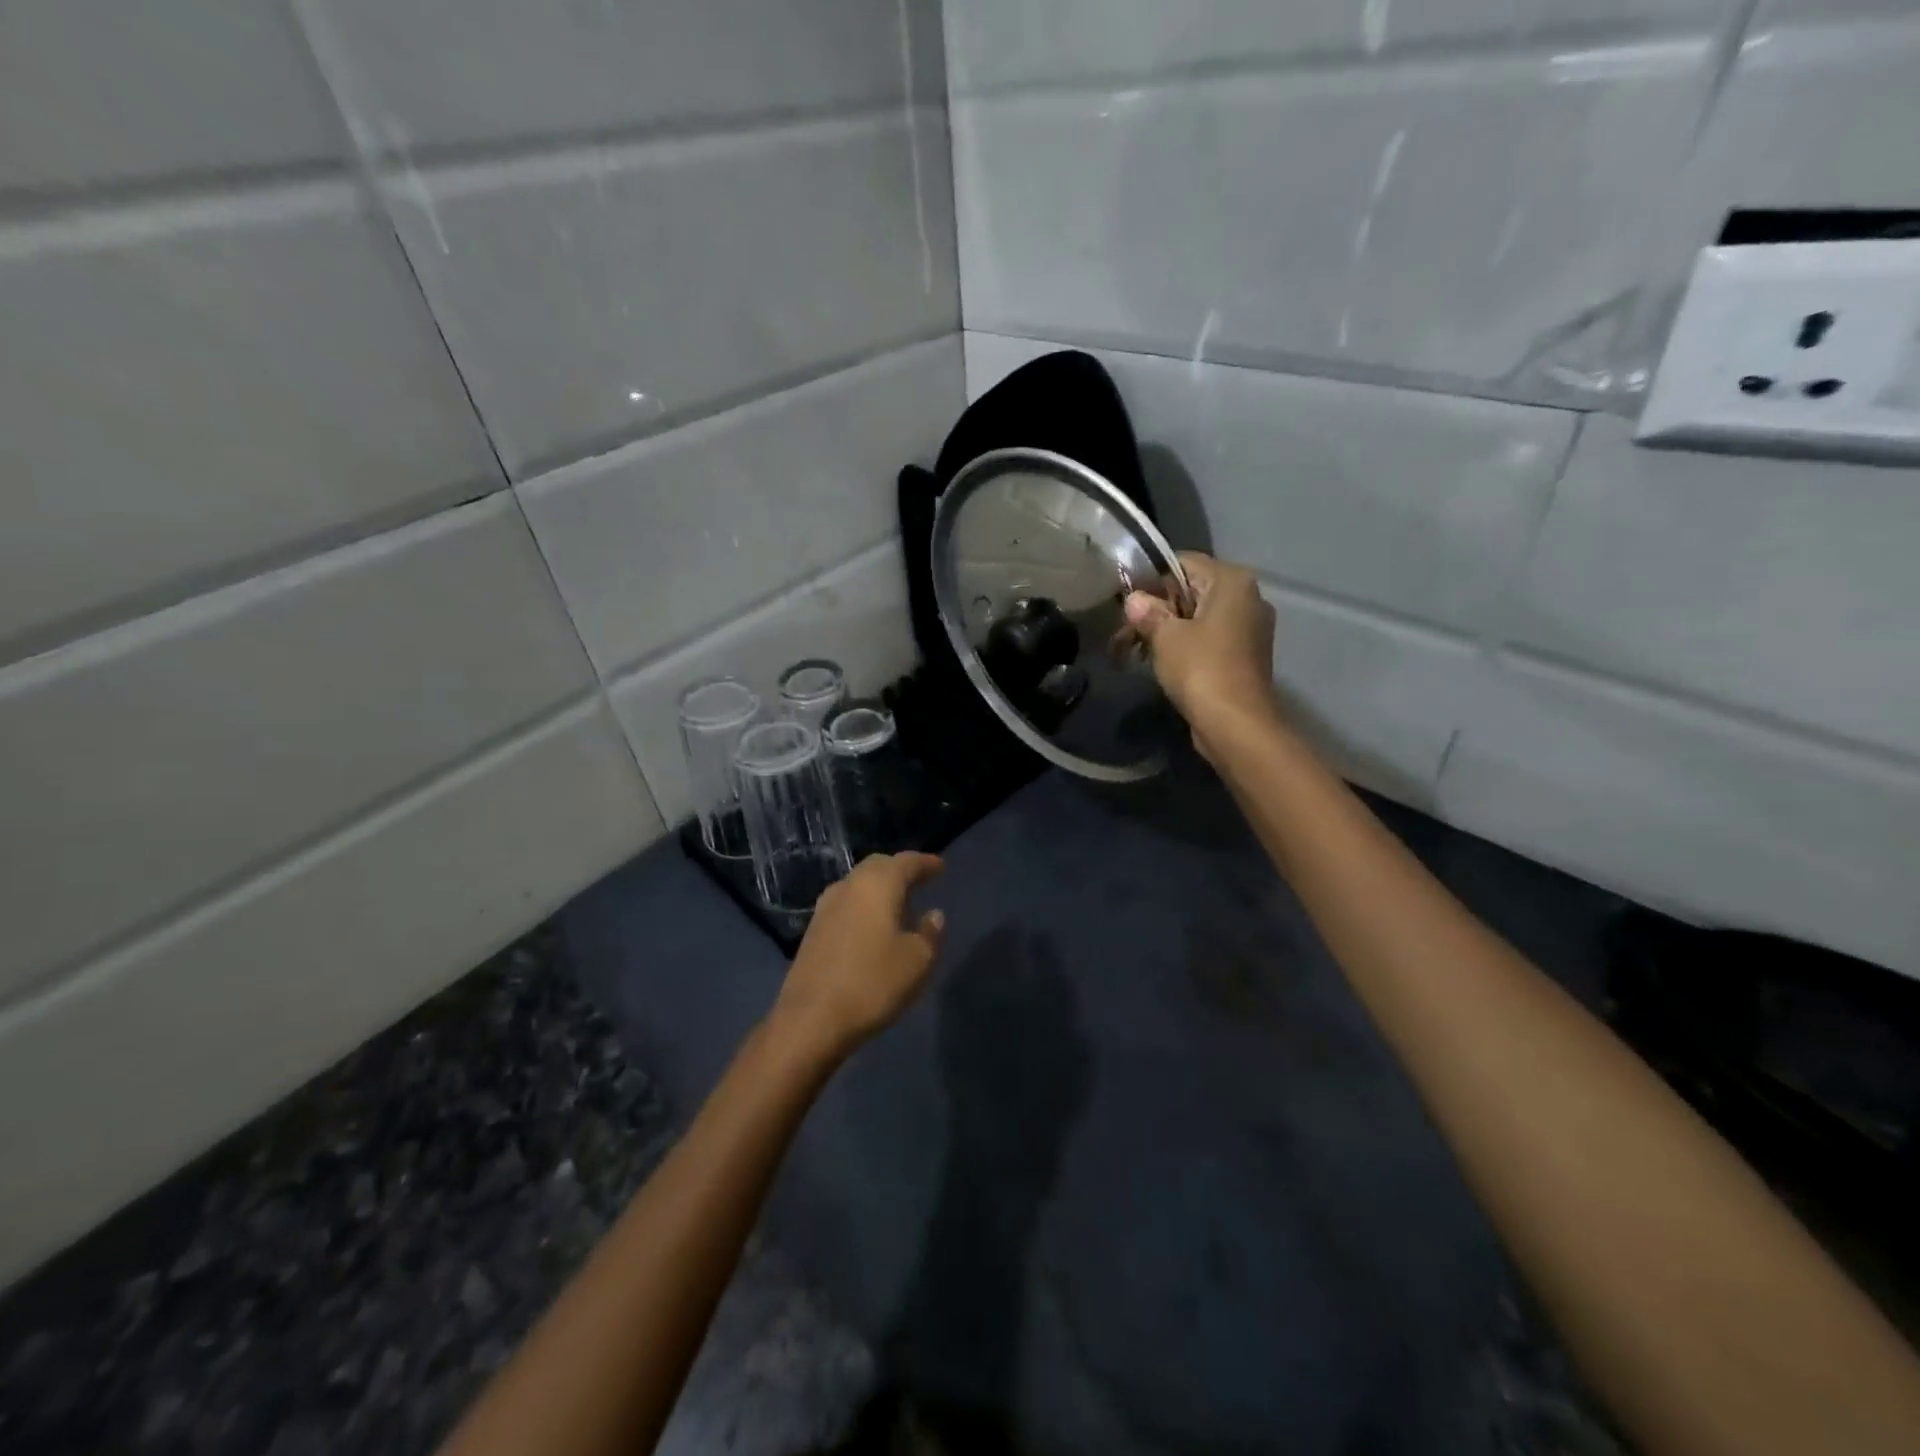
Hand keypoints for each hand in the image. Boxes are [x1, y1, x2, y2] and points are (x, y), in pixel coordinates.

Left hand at [770, 852, 946, 1062]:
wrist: (811, 1019)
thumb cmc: (872, 983)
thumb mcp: (917, 961)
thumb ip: (930, 933)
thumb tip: (933, 914)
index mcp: (877, 885)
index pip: (906, 862)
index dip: (926, 863)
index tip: (940, 867)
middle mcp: (849, 886)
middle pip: (878, 866)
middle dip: (900, 870)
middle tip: (919, 881)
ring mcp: (826, 907)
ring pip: (858, 884)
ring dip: (879, 888)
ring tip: (898, 904)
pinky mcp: (813, 930)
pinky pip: (846, 904)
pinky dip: (863, 905)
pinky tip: (872, 926)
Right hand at [1124, 553, 1280, 755]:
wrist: (1235, 724)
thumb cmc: (1201, 669)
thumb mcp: (1165, 636)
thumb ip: (1148, 612)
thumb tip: (1134, 600)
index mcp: (1232, 581)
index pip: (1182, 562)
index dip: (1150, 579)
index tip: (1126, 602)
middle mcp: (1247, 597)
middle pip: (1191, 590)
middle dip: (1157, 608)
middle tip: (1126, 630)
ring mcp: (1250, 628)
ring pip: (1198, 617)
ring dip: (1167, 630)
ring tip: (1136, 650)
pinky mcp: (1245, 655)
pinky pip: (1209, 639)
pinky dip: (1185, 646)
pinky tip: (1160, 662)